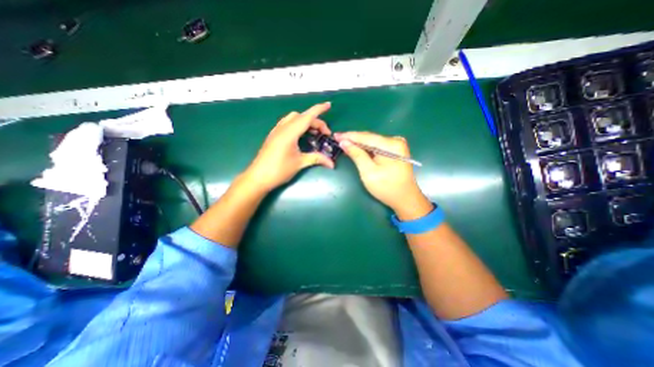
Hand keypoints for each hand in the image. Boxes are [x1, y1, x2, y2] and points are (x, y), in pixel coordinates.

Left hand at [246, 100, 336, 190]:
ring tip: (314, 133)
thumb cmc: (279, 170)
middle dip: (315, 121)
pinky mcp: (273, 136)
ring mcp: (276, 131)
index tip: (328, 105)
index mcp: (289, 133)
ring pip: (293, 118)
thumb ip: (316, 159)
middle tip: (324, 134)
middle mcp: (282, 128)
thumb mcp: (300, 163)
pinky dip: (297, 125)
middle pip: (301, 117)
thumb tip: (332, 163)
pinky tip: (301, 135)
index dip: (319, 110)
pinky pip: (287, 123)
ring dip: (305, 121)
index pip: (307, 117)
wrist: (258, 178)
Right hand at [334, 131, 431, 218]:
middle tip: (337, 139)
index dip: (349, 136)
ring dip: (358, 143)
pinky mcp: (395, 151)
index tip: (336, 135)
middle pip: (369, 138)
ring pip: (372, 142)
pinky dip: (366, 148)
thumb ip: (356, 155)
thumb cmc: (386, 187)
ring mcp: (396, 146)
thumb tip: (344, 143)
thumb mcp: (368, 172)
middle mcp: (395, 141)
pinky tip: (356, 148)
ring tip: (343, 142)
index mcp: (391, 145)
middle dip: (353, 139)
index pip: (366, 137)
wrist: (405, 199)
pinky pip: (377, 147)